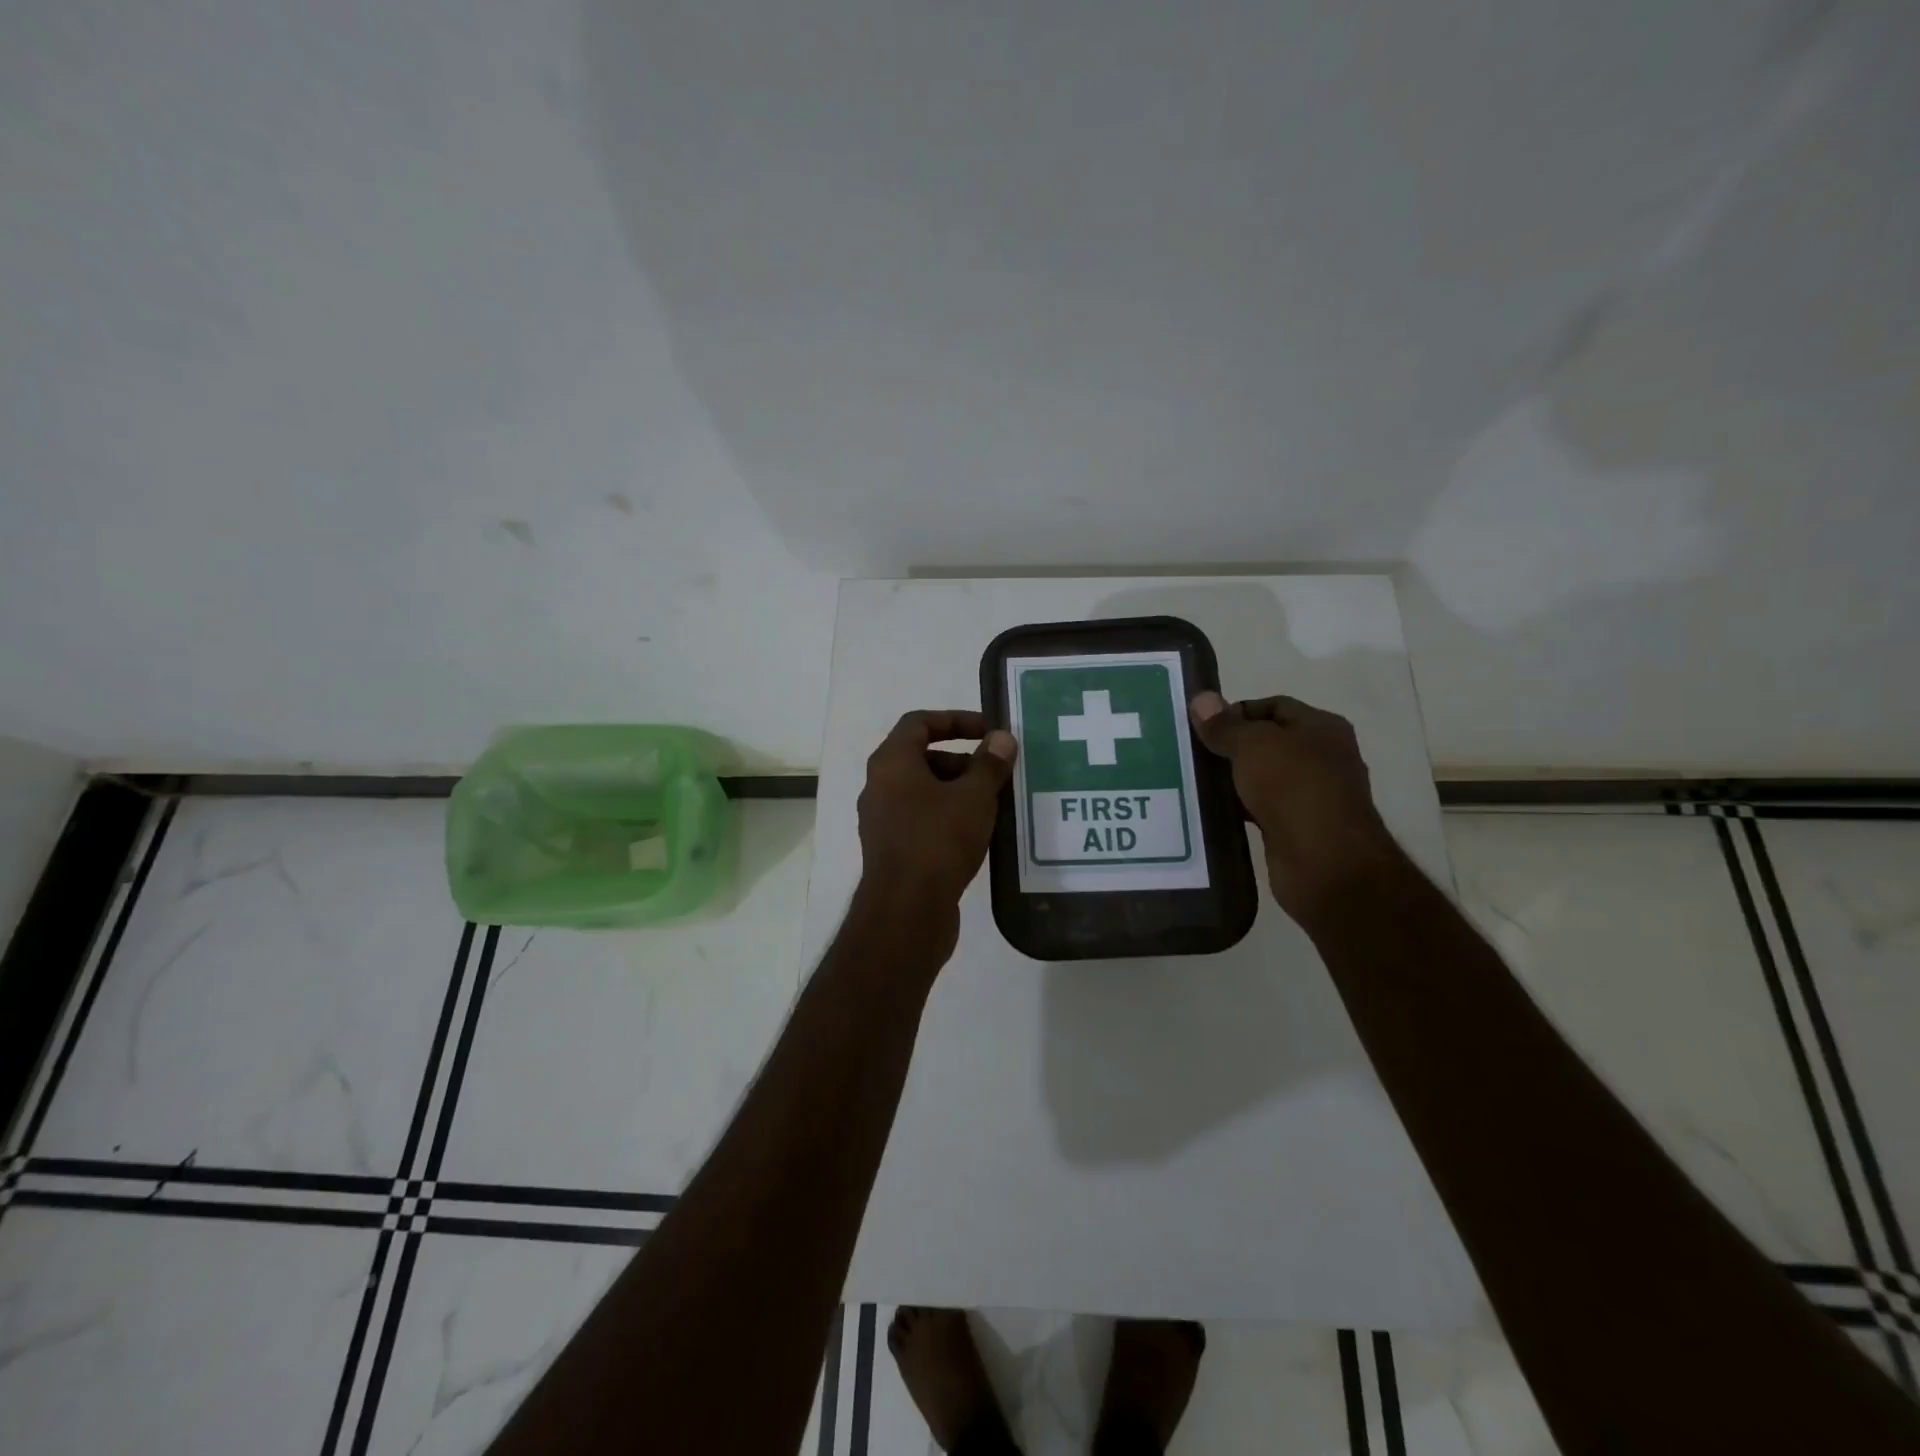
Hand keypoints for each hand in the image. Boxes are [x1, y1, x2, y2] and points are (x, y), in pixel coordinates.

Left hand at [856, 710, 1017, 950]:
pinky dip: (948, 816)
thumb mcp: (973, 797)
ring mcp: (883, 820)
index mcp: (892, 763)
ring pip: (924, 791)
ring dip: (958, 790)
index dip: (956, 719)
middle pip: (922, 757)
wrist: (906, 912)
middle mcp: (880, 786)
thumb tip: (1002, 738)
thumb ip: (989, 763)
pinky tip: (978, 833)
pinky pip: (922, 819)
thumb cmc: (938, 841)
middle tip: (997, 774)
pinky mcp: (893, 849)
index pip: (919, 722)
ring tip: (994, 805)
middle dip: (962, 760)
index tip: (989, 731)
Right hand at [1188, 691, 1400, 924]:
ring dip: (1230, 779)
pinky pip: (1258, 809)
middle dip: (1229, 746)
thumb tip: (1200, 699)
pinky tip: (1208, 810)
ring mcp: (1310, 795)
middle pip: (1266, 742)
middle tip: (1188, 752)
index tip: (1200, 726)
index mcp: (1322, 728)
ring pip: (1260, 777)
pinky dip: (1236, 807)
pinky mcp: (1294, 829)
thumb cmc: (1295, 789)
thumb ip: (1225, 725)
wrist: (1325, 864)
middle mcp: (1321, 757)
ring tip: (1189, 779)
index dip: (1236, 711)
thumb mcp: (1253, 746)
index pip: (1273, 706)